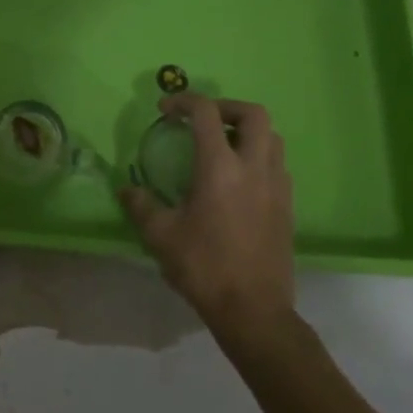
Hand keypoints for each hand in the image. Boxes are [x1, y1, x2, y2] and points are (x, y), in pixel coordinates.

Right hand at [120, 94, 295, 336]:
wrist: (254, 311)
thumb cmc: (204, 267)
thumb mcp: (161, 235)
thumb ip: (141, 206)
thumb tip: (125, 190)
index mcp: (220, 168)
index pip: (206, 113)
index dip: (184, 101)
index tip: (165, 110)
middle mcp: (254, 168)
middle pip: (253, 114)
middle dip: (226, 107)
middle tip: (203, 120)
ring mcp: (277, 186)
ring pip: (272, 137)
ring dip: (246, 130)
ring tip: (221, 145)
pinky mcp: (288, 206)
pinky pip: (277, 164)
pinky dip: (258, 156)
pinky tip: (238, 179)